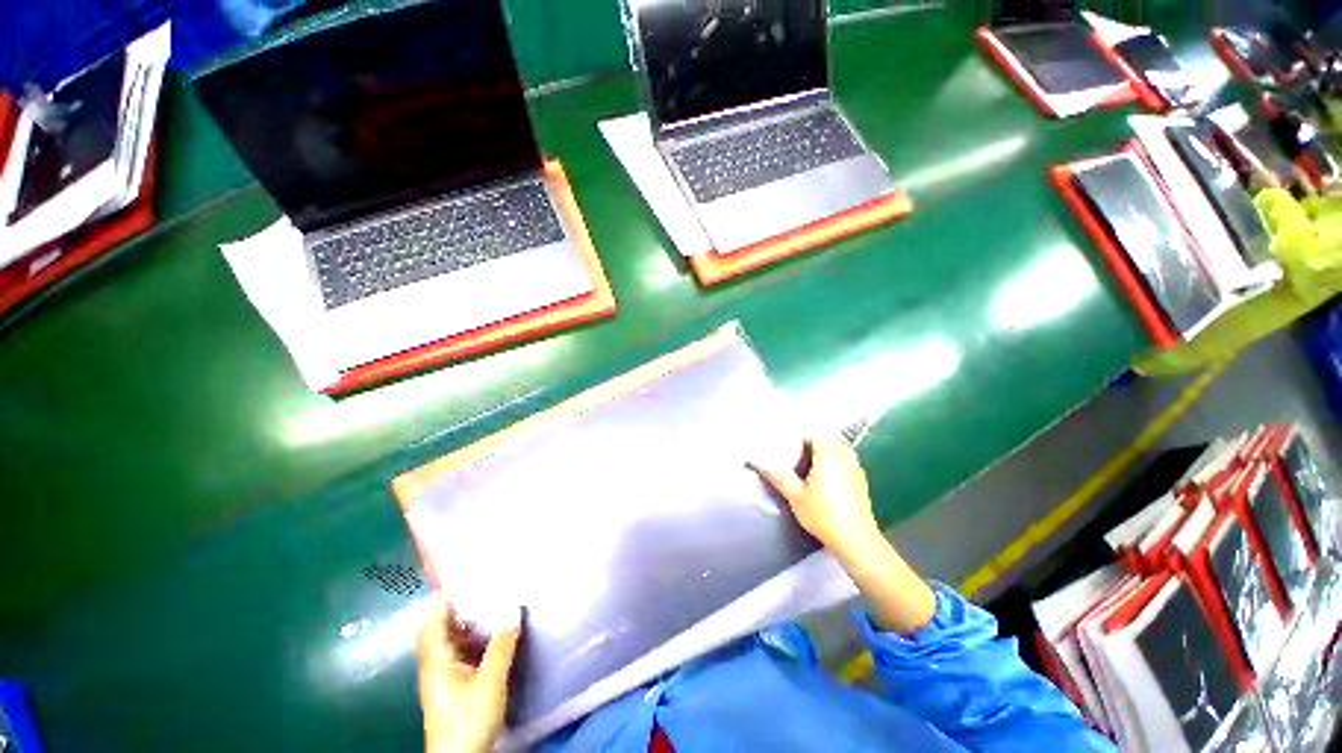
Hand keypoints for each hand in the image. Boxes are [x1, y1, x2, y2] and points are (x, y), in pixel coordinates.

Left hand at [417, 596, 520, 752]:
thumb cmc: (469, 719)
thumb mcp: (490, 681)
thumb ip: (501, 645)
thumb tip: (513, 608)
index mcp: (436, 660)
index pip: (431, 620)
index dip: (442, 597)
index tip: (464, 576)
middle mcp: (435, 664)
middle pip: (440, 628)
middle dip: (458, 607)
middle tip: (484, 586)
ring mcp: (443, 677)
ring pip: (451, 641)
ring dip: (468, 623)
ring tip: (493, 604)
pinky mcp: (453, 687)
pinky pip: (461, 653)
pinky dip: (473, 639)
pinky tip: (493, 635)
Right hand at [750, 434, 882, 558]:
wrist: (855, 541)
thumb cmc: (824, 517)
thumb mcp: (795, 496)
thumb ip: (777, 476)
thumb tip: (759, 462)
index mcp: (829, 457)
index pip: (818, 434)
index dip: (803, 436)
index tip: (791, 446)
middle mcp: (846, 459)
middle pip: (830, 438)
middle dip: (814, 442)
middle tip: (798, 453)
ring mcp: (856, 470)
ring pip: (841, 449)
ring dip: (826, 451)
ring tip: (810, 464)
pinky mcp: (861, 482)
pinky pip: (847, 460)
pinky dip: (836, 461)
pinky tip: (825, 478)